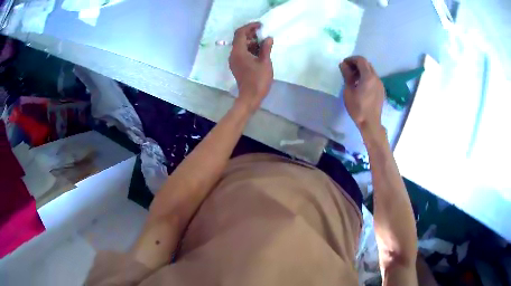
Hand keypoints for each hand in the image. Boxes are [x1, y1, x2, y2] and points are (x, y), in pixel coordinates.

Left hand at [229, 22, 273, 112]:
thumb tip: (268, 38)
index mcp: (238, 52)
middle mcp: (233, 54)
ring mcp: (234, 60)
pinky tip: (260, 51)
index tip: (260, 25)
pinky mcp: (237, 65)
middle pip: (239, 38)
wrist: (250, 97)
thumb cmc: (258, 80)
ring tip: (264, 43)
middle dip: (251, 34)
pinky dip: (250, 49)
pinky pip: (242, 52)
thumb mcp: (265, 62)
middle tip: (263, 34)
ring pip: (241, 46)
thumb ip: (266, 48)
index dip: (250, 27)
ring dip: (251, 42)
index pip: (240, 33)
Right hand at [340, 56, 384, 134]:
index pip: (361, 60)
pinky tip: (361, 86)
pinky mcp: (381, 91)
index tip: (344, 64)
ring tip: (353, 79)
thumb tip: (343, 64)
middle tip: (347, 70)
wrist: (370, 123)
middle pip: (367, 64)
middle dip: (357, 64)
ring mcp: (380, 84)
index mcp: (368, 77)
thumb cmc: (358, 108)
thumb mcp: (349, 91)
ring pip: (371, 71)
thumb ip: (347, 76)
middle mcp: (376, 78)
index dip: (351, 59)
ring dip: (362, 71)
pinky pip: (374, 79)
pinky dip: (367, 78)